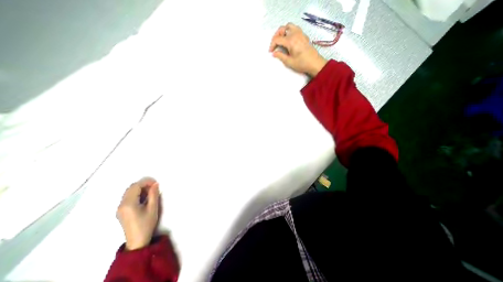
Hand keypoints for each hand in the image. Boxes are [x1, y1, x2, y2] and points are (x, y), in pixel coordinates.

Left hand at [117, 177, 159, 249]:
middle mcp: (121, 205)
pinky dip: (136, 194)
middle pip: (131, 188)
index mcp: (128, 204)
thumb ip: (153, 194)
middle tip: (154, 188)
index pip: (135, 186)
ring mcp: (119, 208)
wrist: (137, 240)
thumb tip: (155, 184)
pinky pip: (128, 197)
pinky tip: (144, 199)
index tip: (156, 184)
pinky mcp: (121, 211)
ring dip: (140, 189)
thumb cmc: (146, 224)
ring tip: (150, 193)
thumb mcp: (153, 208)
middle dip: (143, 185)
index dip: (146, 182)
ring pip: (129, 192)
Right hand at [269, 22, 328, 76]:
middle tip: (274, 44)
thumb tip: (274, 53)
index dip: (272, 45)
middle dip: (276, 36)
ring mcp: (300, 33)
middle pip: (282, 29)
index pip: (277, 39)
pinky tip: (288, 40)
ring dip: (283, 31)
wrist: (314, 63)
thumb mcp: (289, 62)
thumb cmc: (302, 64)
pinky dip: (289, 31)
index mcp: (290, 41)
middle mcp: (295, 34)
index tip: (270, 51)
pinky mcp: (303, 35)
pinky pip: (294, 28)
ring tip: (281, 40)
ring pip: (288, 26)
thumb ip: (280, 56)